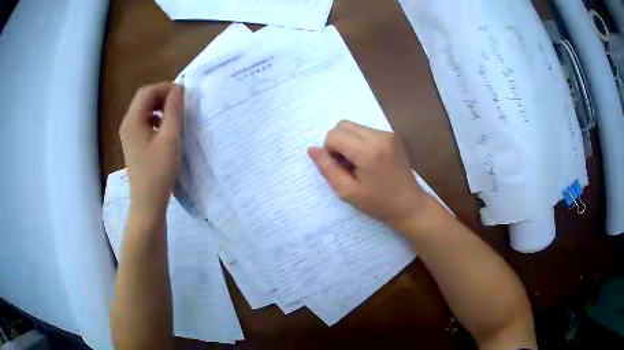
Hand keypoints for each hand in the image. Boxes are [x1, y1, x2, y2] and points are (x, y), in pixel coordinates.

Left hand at [120, 82, 182, 219]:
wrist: (147, 203)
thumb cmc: (158, 172)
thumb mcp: (169, 140)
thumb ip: (173, 112)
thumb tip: (178, 90)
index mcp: (133, 121)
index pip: (147, 92)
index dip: (165, 88)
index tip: (183, 95)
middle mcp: (128, 124)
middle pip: (144, 99)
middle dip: (162, 95)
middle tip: (181, 102)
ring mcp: (129, 135)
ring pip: (144, 110)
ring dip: (160, 106)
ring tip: (176, 113)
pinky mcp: (134, 143)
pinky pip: (144, 122)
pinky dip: (156, 118)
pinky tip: (166, 128)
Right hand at [308, 120, 426, 227]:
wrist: (410, 205)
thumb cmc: (378, 203)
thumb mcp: (348, 192)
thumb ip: (327, 169)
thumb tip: (311, 149)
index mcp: (369, 152)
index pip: (334, 135)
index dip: (329, 150)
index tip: (339, 168)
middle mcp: (380, 136)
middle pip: (343, 125)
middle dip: (337, 143)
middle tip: (346, 165)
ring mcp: (388, 134)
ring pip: (353, 126)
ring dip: (348, 142)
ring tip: (357, 164)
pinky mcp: (392, 135)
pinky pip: (365, 130)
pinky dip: (359, 142)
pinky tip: (368, 160)